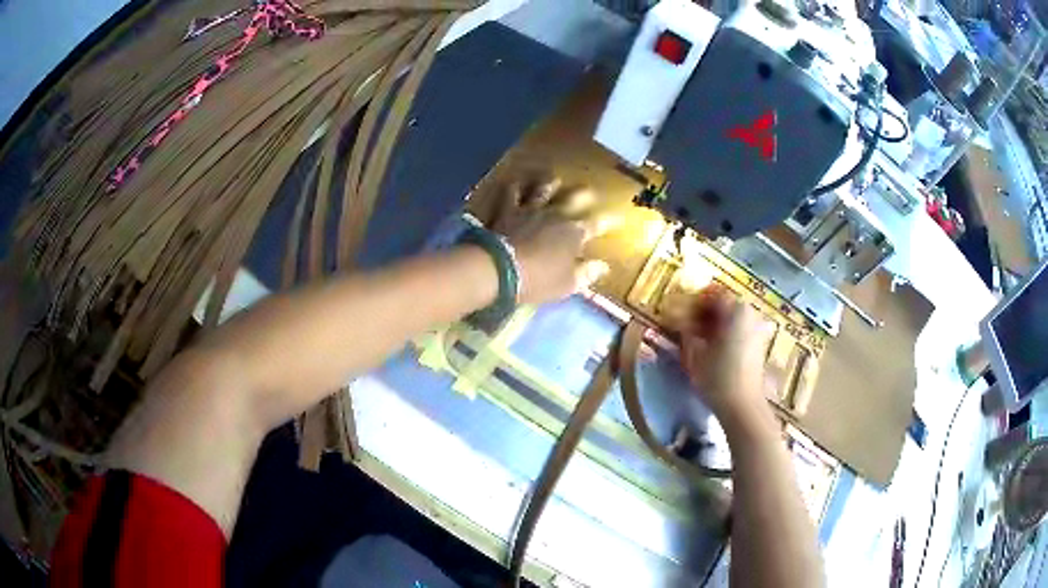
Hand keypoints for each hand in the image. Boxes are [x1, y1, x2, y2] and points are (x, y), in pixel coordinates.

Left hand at [488, 174, 614, 305]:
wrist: (500, 269)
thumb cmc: (539, 280)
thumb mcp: (568, 284)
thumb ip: (587, 273)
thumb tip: (604, 266)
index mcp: (575, 233)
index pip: (599, 224)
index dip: (610, 220)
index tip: (619, 218)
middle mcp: (556, 214)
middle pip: (574, 198)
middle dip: (585, 194)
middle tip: (590, 191)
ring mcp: (531, 209)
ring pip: (544, 189)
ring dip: (551, 183)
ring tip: (555, 178)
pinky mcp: (508, 210)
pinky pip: (512, 193)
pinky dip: (515, 187)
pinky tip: (516, 182)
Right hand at [680, 285, 775, 433]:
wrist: (743, 407)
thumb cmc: (717, 377)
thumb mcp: (694, 354)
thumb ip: (686, 332)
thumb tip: (680, 322)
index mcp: (735, 309)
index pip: (712, 293)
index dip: (694, 301)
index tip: (679, 312)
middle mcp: (750, 314)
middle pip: (724, 304)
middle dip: (705, 312)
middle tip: (686, 325)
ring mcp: (757, 329)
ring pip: (732, 317)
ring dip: (715, 324)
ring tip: (698, 339)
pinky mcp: (758, 344)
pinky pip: (739, 329)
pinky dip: (725, 333)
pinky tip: (712, 349)